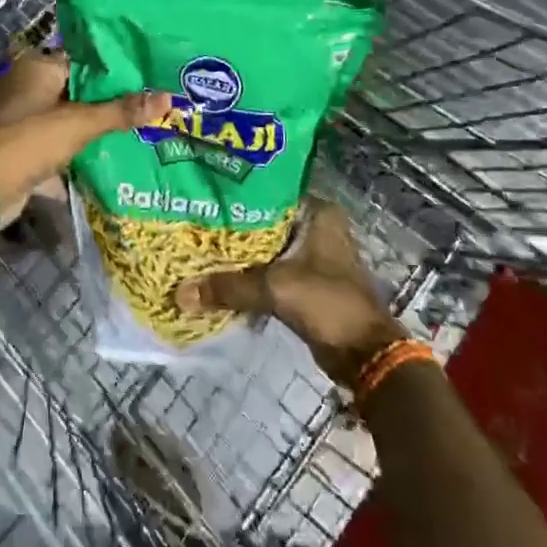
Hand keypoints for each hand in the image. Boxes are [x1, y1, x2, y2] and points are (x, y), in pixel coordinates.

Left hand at [0, 47, 167, 232]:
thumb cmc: (30, 140)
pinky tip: (112, 157)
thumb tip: (168, 97)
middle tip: (152, 105)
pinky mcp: (23, 149)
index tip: (149, 76)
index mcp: (38, 67)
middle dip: (110, 102)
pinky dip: (80, 152)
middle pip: (79, 90)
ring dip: (96, 128)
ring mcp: (24, 119)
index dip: (116, 69)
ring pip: (70, 119)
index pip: (85, 59)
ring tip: (141, 130)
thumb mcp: (80, 123)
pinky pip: (60, 145)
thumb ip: (122, 111)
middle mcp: (29, 87)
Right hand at [175, 198, 406, 383]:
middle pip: (265, 220)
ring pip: (267, 246)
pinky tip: (221, 274)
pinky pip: (271, 269)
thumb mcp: (275, 289)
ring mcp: (314, 255)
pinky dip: (250, 273)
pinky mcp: (308, 280)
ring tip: (200, 246)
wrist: (366, 355)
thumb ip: (228, 287)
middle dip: (233, 225)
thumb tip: (180, 294)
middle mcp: (318, 226)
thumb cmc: (328, 304)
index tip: (204, 195)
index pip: (268, 191)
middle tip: (194, 221)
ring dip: (241, 252)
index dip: (236, 195)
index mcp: (318, 212)